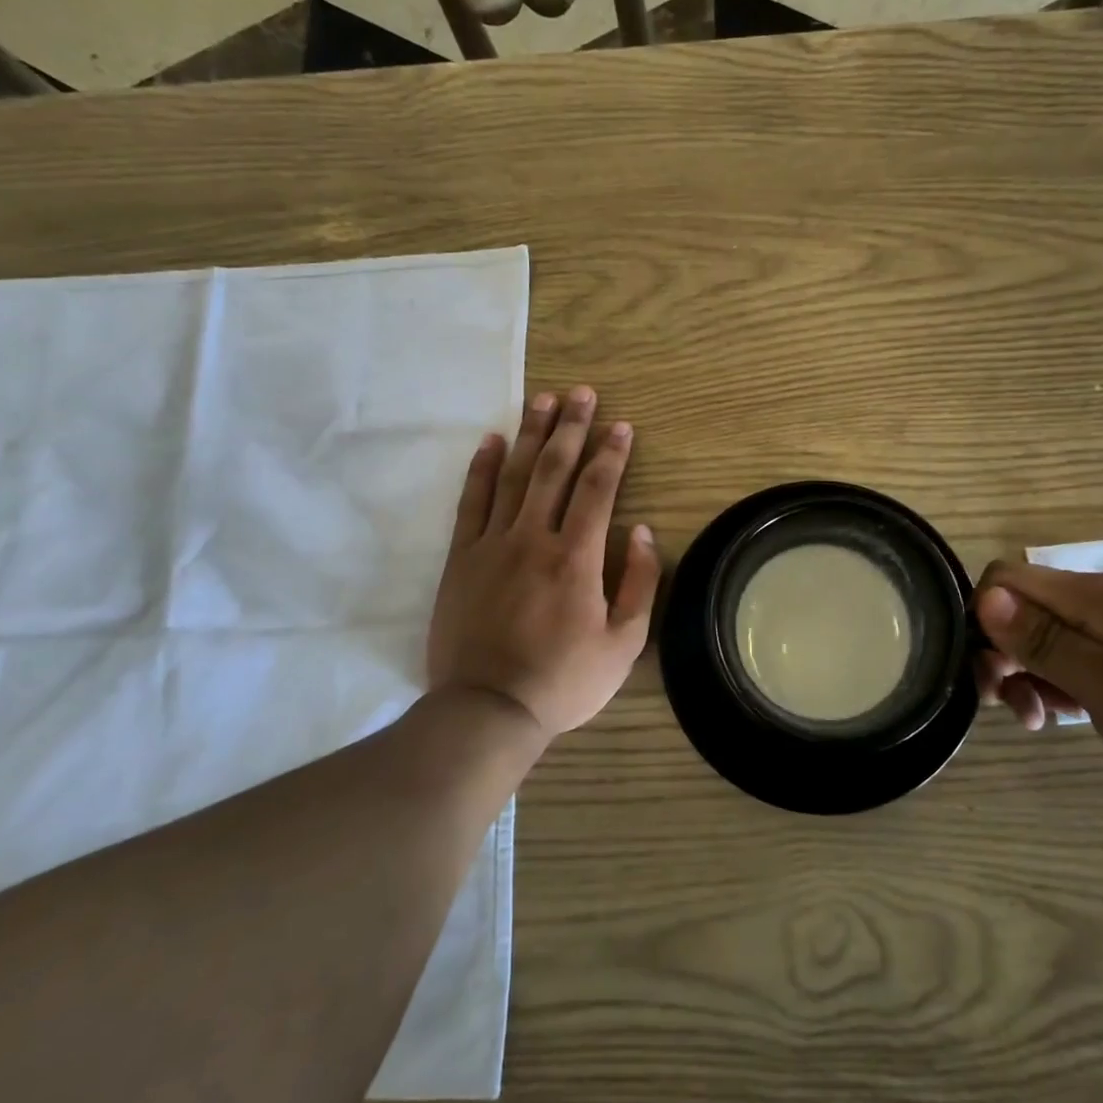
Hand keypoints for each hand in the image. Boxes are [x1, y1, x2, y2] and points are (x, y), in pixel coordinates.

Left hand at [427, 386, 659, 737]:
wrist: (488, 709)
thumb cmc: (563, 680)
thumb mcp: (624, 644)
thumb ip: (639, 583)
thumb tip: (640, 531)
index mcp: (577, 558)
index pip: (598, 489)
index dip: (612, 453)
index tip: (622, 425)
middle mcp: (534, 538)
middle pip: (554, 469)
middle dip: (571, 427)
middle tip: (582, 393)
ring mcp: (493, 544)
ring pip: (514, 475)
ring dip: (530, 434)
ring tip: (543, 399)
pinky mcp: (462, 558)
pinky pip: (472, 502)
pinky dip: (481, 468)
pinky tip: (490, 440)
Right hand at [973, 561, 1102, 811]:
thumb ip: (1044, 640)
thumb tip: (985, 598)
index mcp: (1097, 595)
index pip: (1009, 577)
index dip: (984, 614)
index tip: (989, 667)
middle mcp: (1102, 602)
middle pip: (1022, 608)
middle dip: (1001, 650)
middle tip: (1001, 701)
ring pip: (1042, 637)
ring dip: (1024, 674)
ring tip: (1033, 719)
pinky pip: (1070, 659)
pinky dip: (1053, 684)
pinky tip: (1057, 716)